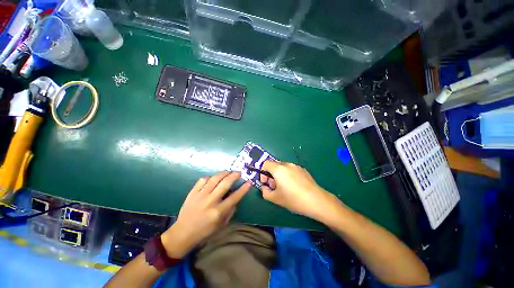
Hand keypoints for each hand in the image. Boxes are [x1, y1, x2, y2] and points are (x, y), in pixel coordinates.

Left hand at [161, 171, 250, 257]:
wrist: (182, 233)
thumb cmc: (204, 231)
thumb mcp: (221, 225)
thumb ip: (230, 211)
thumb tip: (235, 199)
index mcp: (218, 212)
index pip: (235, 197)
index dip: (244, 189)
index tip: (249, 182)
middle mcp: (210, 201)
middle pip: (225, 184)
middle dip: (234, 176)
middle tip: (238, 172)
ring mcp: (200, 195)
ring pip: (214, 179)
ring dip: (224, 173)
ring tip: (228, 171)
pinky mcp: (192, 193)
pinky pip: (203, 180)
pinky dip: (210, 177)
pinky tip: (213, 178)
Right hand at [259, 161, 339, 220]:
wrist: (317, 201)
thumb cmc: (294, 199)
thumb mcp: (275, 199)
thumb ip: (265, 192)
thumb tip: (265, 187)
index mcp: (278, 169)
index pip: (265, 163)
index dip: (262, 173)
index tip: (266, 183)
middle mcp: (287, 164)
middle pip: (274, 166)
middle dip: (271, 175)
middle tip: (275, 187)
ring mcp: (296, 166)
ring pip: (283, 168)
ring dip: (280, 175)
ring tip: (285, 187)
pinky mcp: (303, 170)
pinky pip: (291, 170)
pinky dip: (288, 175)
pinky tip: (295, 186)